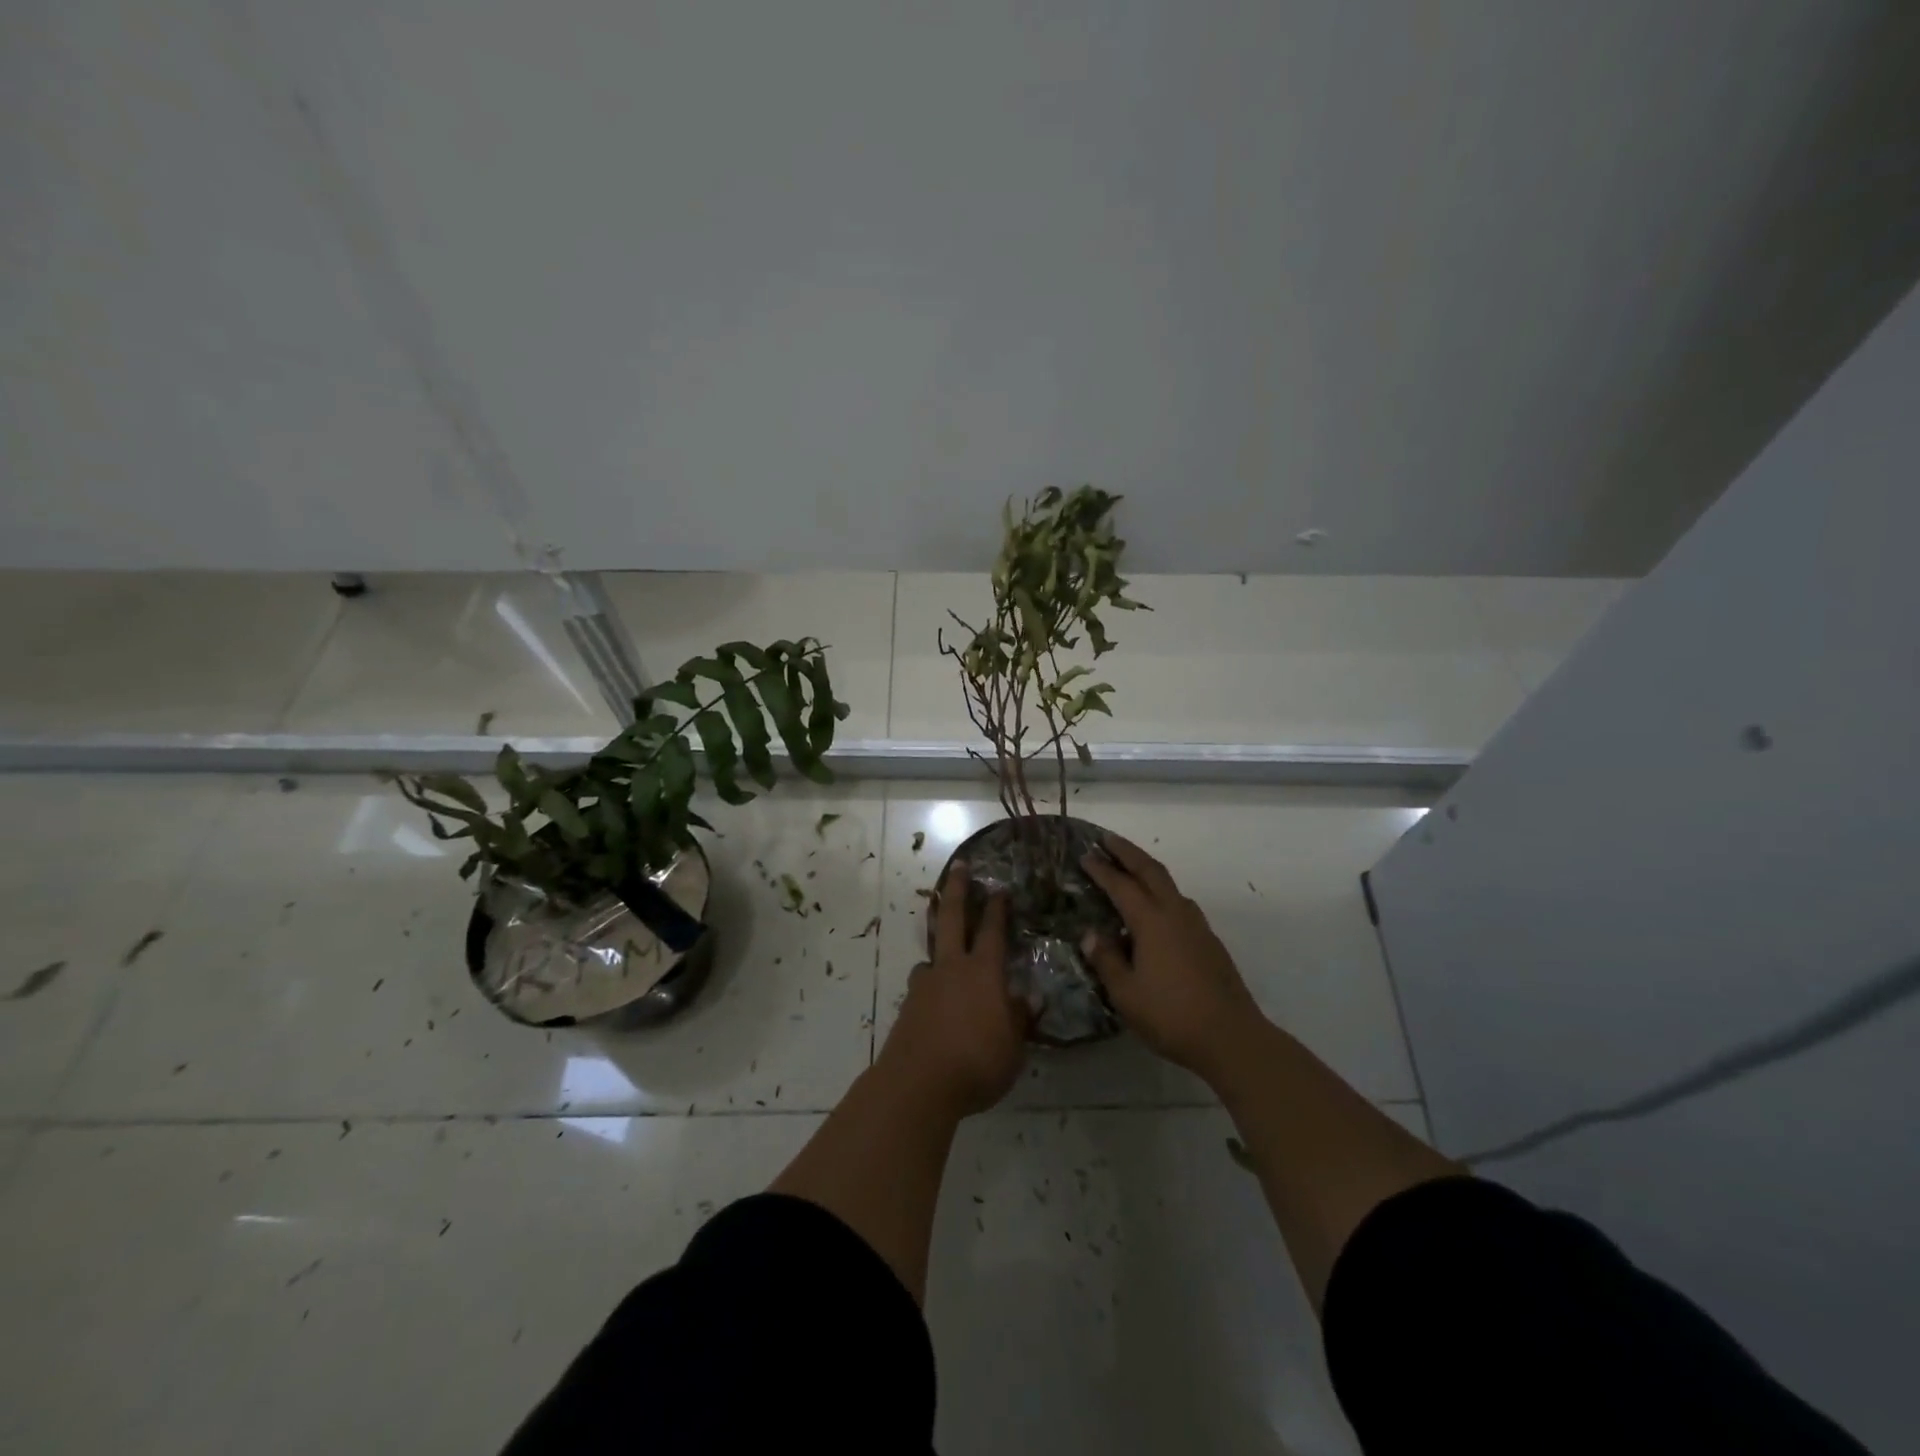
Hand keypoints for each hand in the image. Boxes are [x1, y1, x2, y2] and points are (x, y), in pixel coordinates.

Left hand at [875, 861, 1029, 1116]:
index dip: (998, 909)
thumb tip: (1029, 998)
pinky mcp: (908, 1006)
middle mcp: (952, 969)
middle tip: (960, 867)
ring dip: (938, 942)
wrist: (916, 1084)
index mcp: (984, 973)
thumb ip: (1019, 1020)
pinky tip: (933, 997)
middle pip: (954, 919)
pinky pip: (922, 984)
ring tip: (944, 950)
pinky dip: (930, 983)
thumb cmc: (976, 1064)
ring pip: (932, 952)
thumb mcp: (1012, 1048)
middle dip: (958, 890)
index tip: (1000, 888)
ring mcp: (925, 985)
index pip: (993, 932)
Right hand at [1080, 833, 1262, 1077]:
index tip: (1085, 855)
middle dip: (1127, 852)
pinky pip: (1180, 904)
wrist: (1231, 1037)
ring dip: (1147, 870)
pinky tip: (1156, 912)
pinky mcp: (1209, 941)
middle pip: (1151, 870)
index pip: (1121, 885)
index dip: (1101, 869)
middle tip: (1107, 839)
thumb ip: (1106, 960)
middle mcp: (1175, 914)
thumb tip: (1091, 934)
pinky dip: (1162, 894)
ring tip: (1130, 870)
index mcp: (1152, 922)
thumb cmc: (1171, 1015)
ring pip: (1169, 885)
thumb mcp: (1126, 993)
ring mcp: (1197, 926)